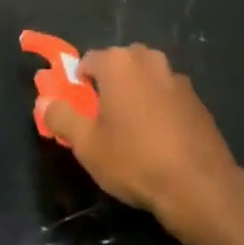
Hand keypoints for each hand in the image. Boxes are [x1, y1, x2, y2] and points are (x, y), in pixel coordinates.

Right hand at [40, 45, 239, 231]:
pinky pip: (167, 94)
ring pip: (145, 78)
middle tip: (104, 121)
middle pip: (119, 65)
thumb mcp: (87, 145)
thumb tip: (44, 101)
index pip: (88, 61)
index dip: (79, 84)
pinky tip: (160, 139)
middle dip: (109, 85)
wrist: (199, 185)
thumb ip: (61, 117)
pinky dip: (159, 107)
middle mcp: (148, 59)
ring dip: (136, 94)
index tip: (79, 110)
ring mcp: (176, 76)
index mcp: (118, 62)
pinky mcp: (196, 98)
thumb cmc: (135, 160)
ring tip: (133, 131)